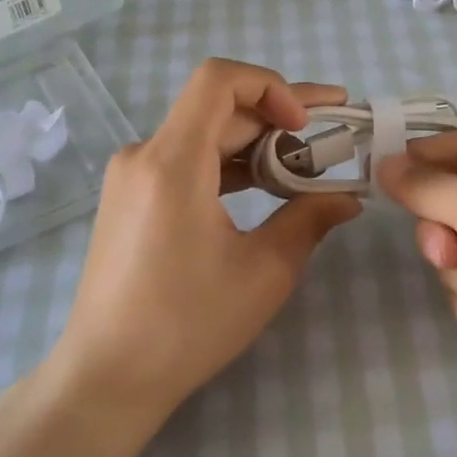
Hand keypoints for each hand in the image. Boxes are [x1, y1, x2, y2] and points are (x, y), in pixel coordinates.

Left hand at [55, 60, 361, 417]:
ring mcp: (131, 177)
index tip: (305, 125)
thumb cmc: (187, 325)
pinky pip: (185, 162)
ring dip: (256, 144)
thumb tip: (349, 198)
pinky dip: (227, 166)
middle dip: (278, 117)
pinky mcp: (130, 199)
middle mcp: (144, 155)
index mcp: (172, 163)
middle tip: (333, 137)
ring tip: (307, 166)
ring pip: (203, 135)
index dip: (272, 86)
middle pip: (217, 108)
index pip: (219, 79)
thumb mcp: (264, 271)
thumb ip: (310, 220)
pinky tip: (263, 189)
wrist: (107, 376)